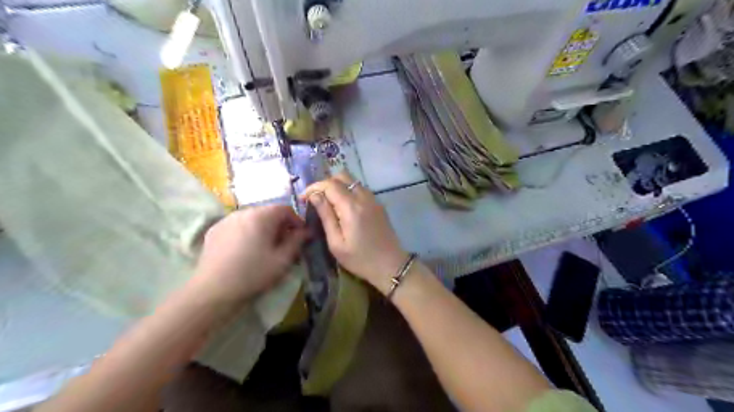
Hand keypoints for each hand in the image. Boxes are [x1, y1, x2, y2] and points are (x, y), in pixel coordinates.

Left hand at [188, 206, 307, 305]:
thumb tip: (307, 231)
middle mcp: (243, 212)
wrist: (214, 290)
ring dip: (263, 228)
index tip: (300, 236)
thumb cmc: (253, 273)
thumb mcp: (283, 259)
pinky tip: (245, 250)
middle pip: (268, 212)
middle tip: (284, 243)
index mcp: (261, 216)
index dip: (296, 221)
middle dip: (280, 225)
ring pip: (252, 218)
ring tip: (264, 247)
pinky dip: (246, 232)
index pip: (285, 208)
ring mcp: (226, 220)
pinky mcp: (214, 230)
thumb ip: (297, 241)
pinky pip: (237, 225)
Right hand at [303, 172, 409, 293]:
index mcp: (351, 207)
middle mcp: (364, 197)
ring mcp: (373, 199)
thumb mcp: (336, 243)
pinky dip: (348, 191)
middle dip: (325, 183)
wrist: (391, 265)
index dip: (314, 188)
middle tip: (316, 198)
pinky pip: (360, 189)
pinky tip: (343, 207)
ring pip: (352, 180)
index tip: (303, 199)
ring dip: (337, 186)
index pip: (329, 184)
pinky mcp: (378, 204)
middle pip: (342, 176)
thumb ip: (326, 216)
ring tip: (327, 202)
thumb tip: (314, 196)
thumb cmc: (360, 259)